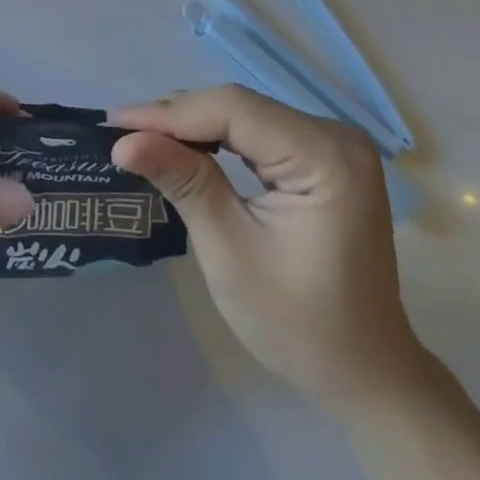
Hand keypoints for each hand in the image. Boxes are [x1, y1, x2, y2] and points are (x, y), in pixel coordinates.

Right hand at [110, 85, 426, 410]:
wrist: (365, 373)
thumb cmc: (299, 324)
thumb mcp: (229, 252)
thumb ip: (183, 183)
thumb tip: (123, 141)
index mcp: (326, 157)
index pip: (233, 110)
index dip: (169, 113)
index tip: (114, 123)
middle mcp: (335, 136)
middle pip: (238, 107)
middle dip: (176, 117)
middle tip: (119, 130)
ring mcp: (332, 145)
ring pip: (244, 114)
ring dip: (191, 125)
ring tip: (139, 135)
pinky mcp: (322, 157)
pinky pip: (257, 131)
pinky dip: (216, 138)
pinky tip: (182, 146)